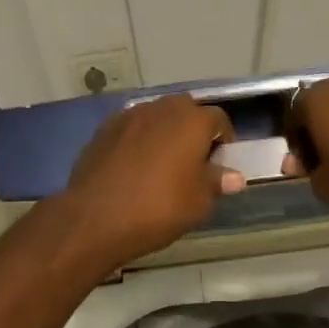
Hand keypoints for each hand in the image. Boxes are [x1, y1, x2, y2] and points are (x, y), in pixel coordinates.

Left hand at [64, 95, 242, 266]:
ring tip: (163, 163)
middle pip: (185, 110)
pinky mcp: (103, 130)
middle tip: (193, 160)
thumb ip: (217, 183)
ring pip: (156, 116)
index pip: (219, 119)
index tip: (220, 162)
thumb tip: (234, 176)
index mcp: (191, 121)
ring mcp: (128, 116)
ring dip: (164, 132)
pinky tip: (134, 167)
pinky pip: (131, 129)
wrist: (94, 218)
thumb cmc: (158, 208)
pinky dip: (138, 140)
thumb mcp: (198, 203)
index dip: (223, 139)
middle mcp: (161, 109)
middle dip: (193, 129)